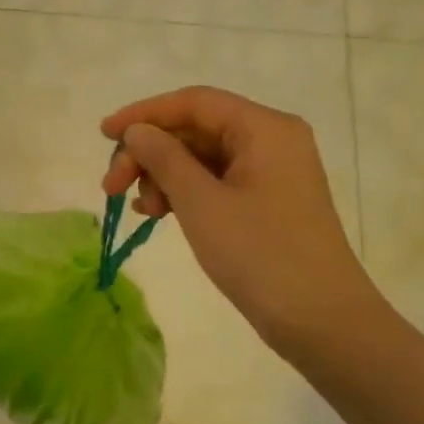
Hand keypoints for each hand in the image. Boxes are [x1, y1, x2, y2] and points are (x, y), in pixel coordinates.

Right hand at [101, 87, 383, 359]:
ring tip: (142, 211)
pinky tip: (159, 214)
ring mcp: (272, 172)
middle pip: (196, 130)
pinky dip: (184, 193)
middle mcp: (271, 140)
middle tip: (112, 188)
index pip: (194, 103)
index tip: (103, 135)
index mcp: (264, 128)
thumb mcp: (201, 203)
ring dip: (163, 176)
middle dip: (150, 154)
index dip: (144, 114)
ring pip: (202, 158)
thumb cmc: (260, 254)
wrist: (321, 320)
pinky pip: (216, 182)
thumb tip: (137, 131)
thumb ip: (164, 158)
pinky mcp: (267, 202)